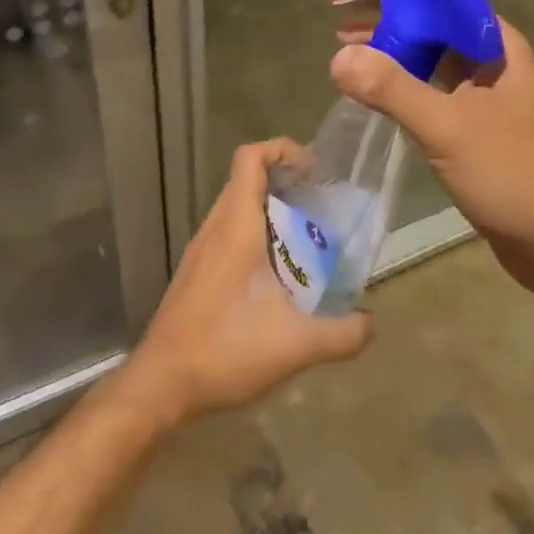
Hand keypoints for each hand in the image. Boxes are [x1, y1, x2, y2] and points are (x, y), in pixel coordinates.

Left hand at [122, 139, 374, 430]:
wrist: (162, 383)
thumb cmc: (226, 348)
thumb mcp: (296, 345)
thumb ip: (342, 334)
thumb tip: (370, 322)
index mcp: (236, 225)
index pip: (251, 158)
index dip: (283, 150)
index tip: (314, 173)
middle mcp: (215, 228)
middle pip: (248, 180)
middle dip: (286, 185)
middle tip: (322, 209)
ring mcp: (201, 250)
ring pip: (238, 210)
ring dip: (272, 215)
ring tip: (307, 244)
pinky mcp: (197, 273)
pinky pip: (230, 236)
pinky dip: (257, 239)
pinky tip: (278, 280)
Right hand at [318, 0, 533, 267]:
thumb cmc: (513, 174)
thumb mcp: (448, 127)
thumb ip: (393, 90)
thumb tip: (339, 58)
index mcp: (495, 43)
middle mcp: (490, 58)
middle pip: (428, 19)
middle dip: (380, 8)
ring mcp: (482, 93)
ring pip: (426, 54)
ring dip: (386, 44)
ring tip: (339, 37)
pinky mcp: (472, 124)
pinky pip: (428, 87)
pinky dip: (397, 80)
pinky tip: (369, 84)